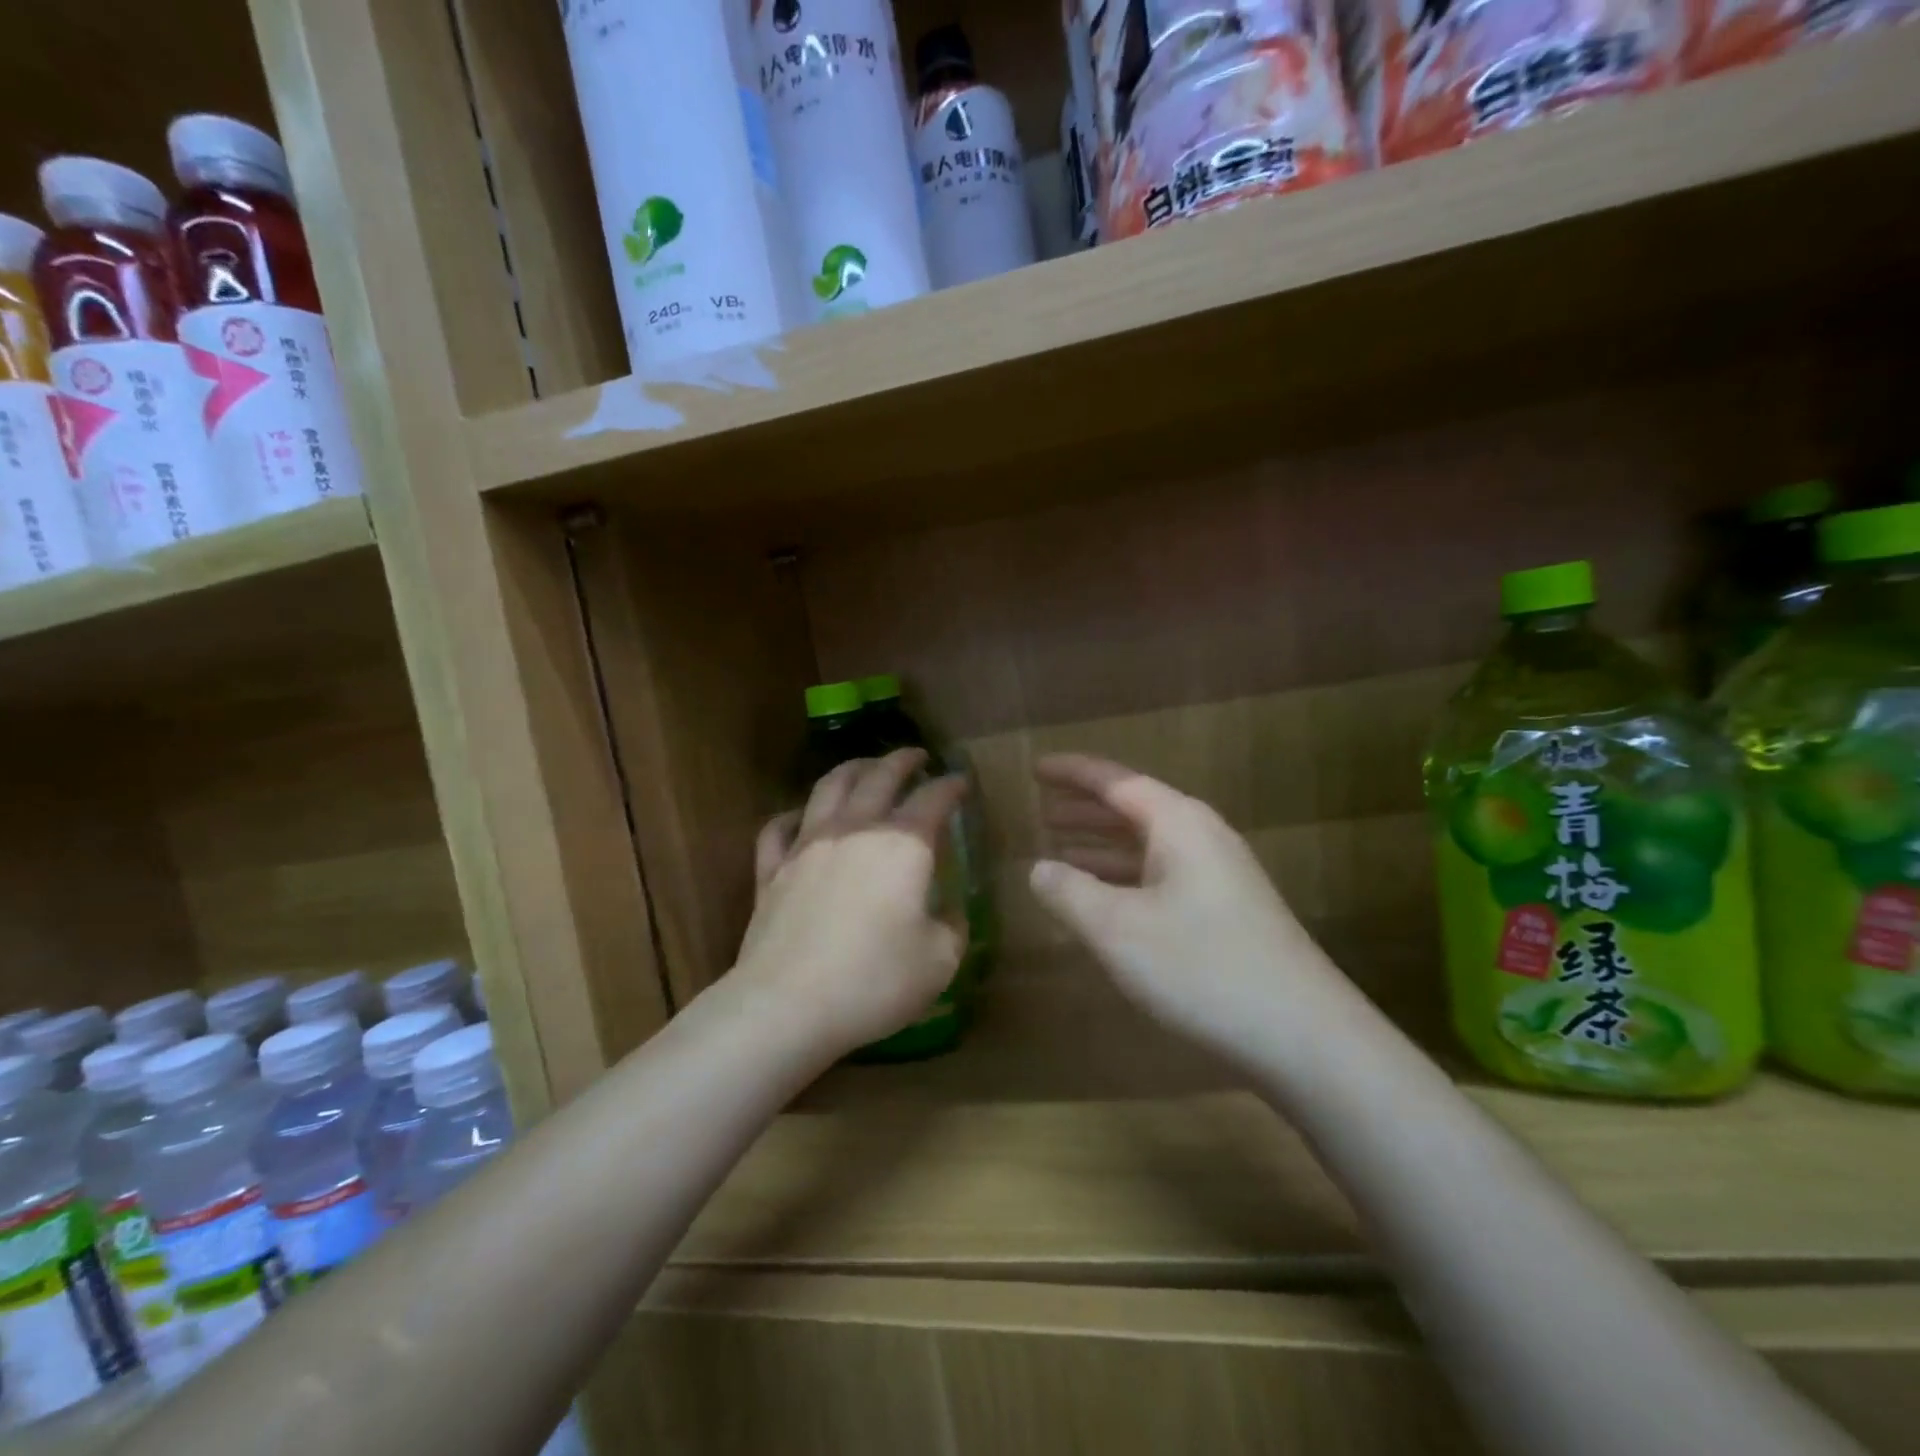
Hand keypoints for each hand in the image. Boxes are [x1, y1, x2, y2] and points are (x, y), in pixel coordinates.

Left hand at [732, 750, 966, 1057]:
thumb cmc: (874, 981)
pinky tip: (800, 817)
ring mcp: (807, 845)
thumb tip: (946, 911)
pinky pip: (778, 828)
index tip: (961, 781)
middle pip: (879, 777)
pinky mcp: (772, 869)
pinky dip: (792, 815)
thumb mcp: (940, 961)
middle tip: (916, 756)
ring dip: (852, 769)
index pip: (933, 799)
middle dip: (902, 761)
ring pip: (828, 787)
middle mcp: (855, 830)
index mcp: (903, 845)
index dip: (951, 786)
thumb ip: (952, 926)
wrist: (788, 1005)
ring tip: (864, 767)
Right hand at [1029, 754, 1344, 1060]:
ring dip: (1103, 846)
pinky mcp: (1226, 913)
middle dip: (1085, 809)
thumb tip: (1039, 869)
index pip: (1116, 781)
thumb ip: (1069, 892)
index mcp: (1178, 824)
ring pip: (1147, 846)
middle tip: (1041, 810)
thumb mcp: (1117, 929)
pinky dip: (1125, 879)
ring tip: (1059, 850)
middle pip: (1133, 809)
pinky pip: (1161, 877)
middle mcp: (1202, 838)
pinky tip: (1103, 901)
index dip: (1072, 773)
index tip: (1036, 767)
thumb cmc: (1202, 968)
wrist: (1304, 1036)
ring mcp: (1219, 876)